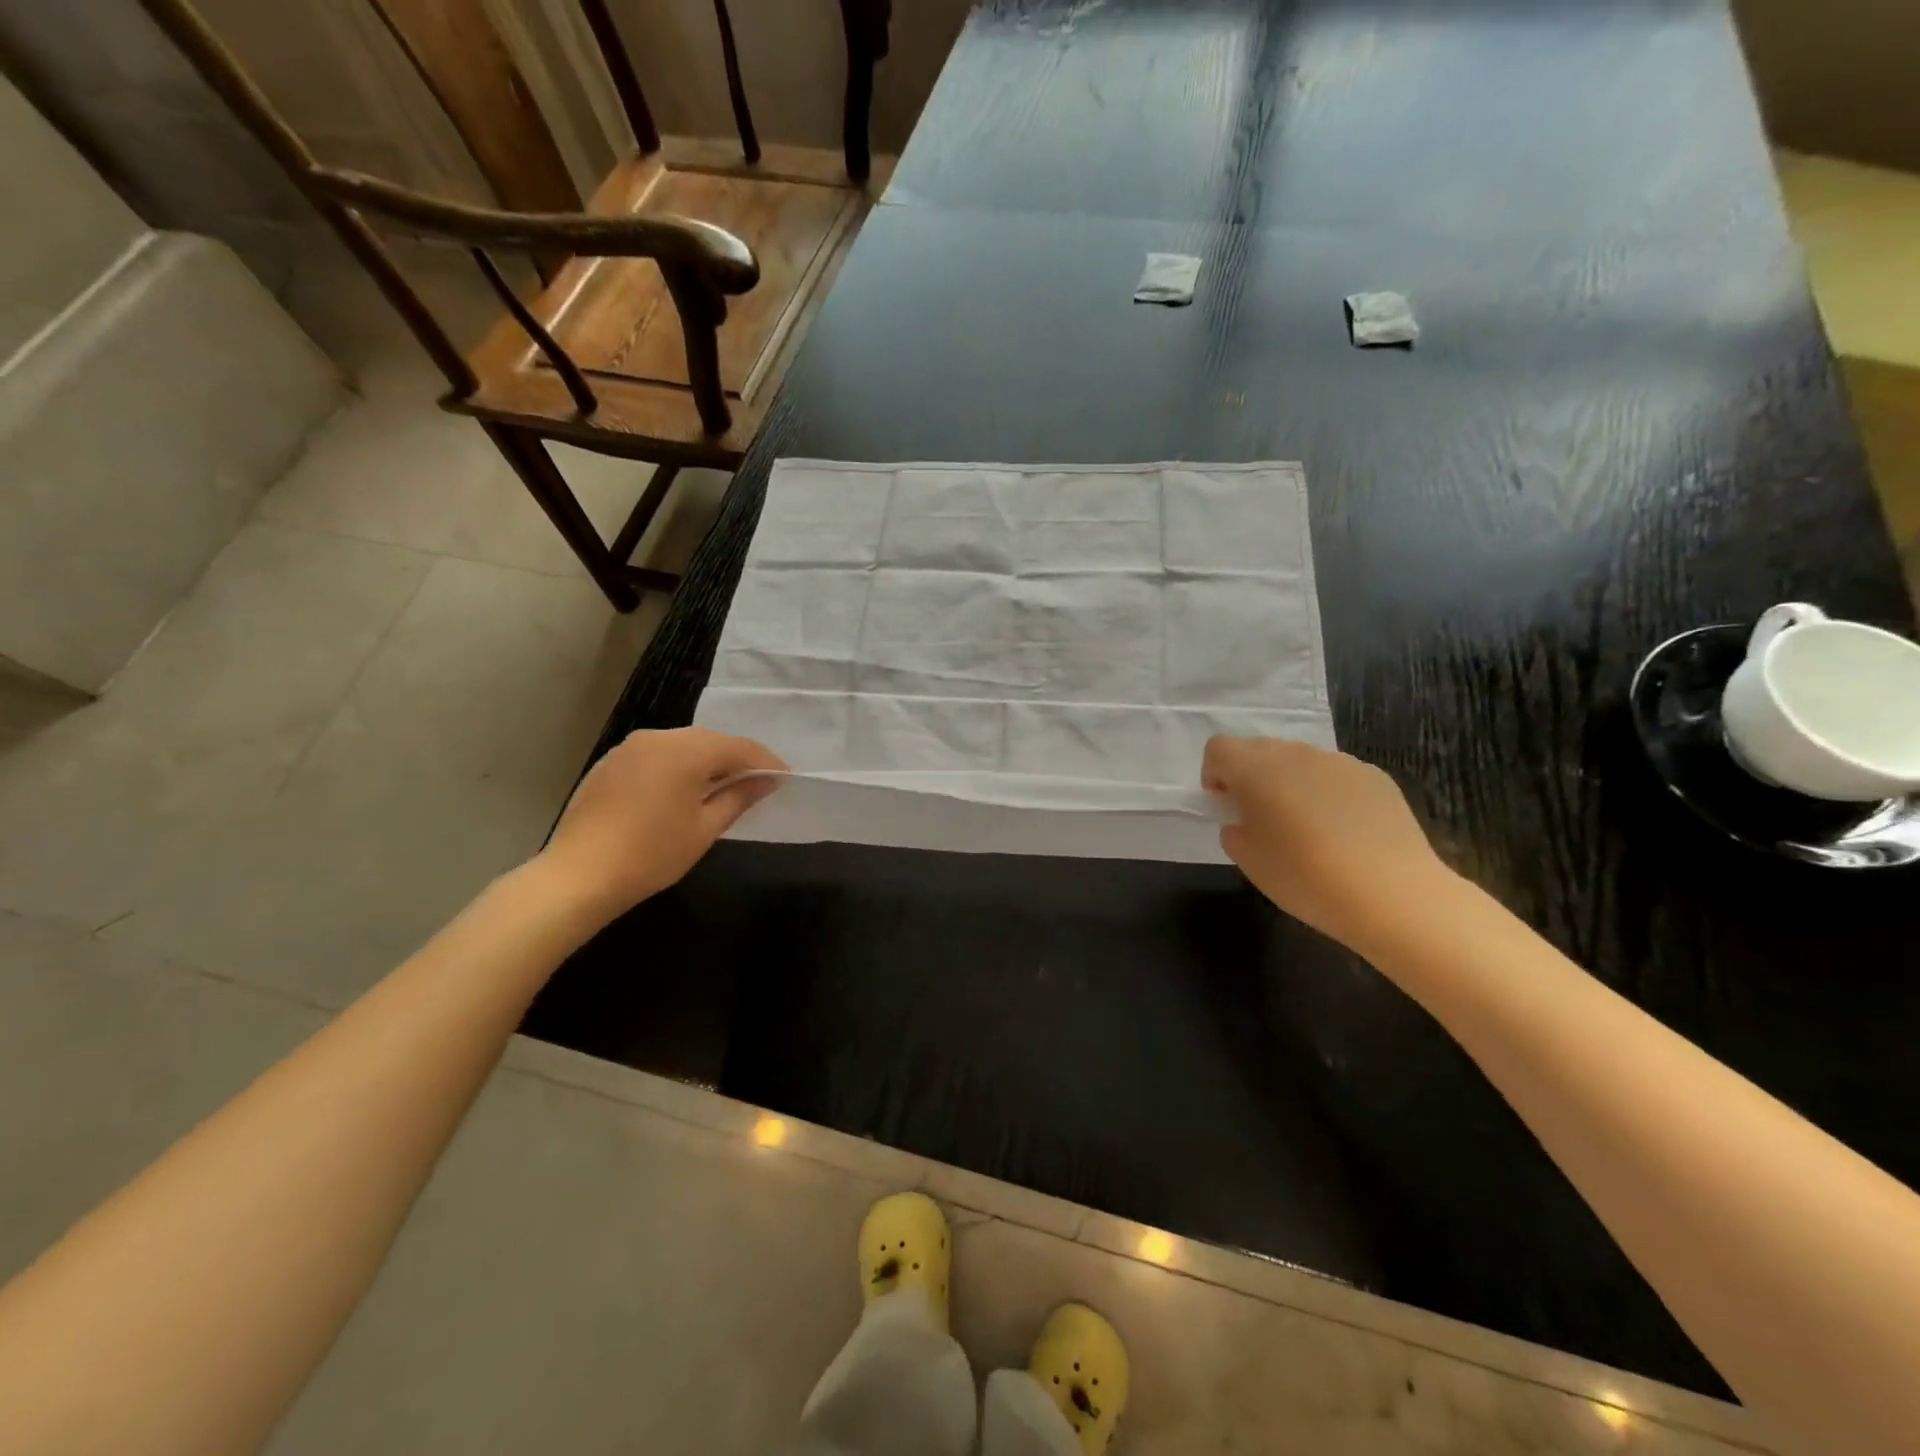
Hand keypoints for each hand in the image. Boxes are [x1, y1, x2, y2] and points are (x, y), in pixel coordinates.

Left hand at [536, 727, 785, 921]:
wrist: (579, 875)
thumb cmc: (652, 855)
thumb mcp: (705, 829)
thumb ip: (738, 797)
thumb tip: (765, 781)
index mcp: (686, 751)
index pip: (739, 747)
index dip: (765, 762)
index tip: (784, 779)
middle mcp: (659, 737)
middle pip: (710, 740)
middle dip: (736, 759)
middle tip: (757, 783)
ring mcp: (631, 747)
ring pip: (683, 744)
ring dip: (707, 761)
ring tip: (722, 787)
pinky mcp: (612, 762)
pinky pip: (658, 754)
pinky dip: (678, 766)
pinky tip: (683, 790)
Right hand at [1202, 736, 1451, 952]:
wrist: (1390, 893)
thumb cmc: (1304, 876)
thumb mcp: (1249, 860)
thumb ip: (1235, 830)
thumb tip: (1244, 820)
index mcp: (1255, 770)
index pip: (1219, 748)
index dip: (1214, 772)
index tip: (1224, 802)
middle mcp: (1295, 754)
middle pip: (1260, 749)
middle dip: (1252, 775)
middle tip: (1260, 816)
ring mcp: (1339, 762)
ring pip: (1301, 761)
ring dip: (1291, 783)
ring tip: (1306, 827)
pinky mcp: (1375, 776)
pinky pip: (1336, 775)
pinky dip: (1328, 793)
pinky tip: (1343, 832)